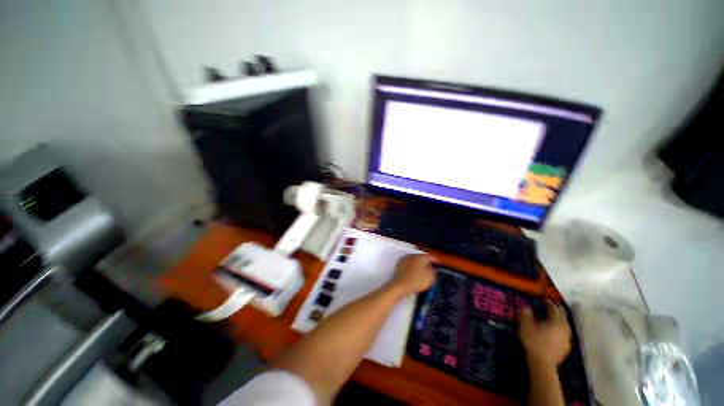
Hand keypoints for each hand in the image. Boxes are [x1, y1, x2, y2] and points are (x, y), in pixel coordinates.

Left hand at [389, 254, 436, 294]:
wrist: (400, 285)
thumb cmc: (417, 281)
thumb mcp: (430, 277)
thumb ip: (434, 271)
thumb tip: (433, 268)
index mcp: (421, 257)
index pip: (430, 256)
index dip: (435, 261)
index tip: (438, 266)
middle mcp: (413, 255)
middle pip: (422, 257)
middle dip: (426, 262)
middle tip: (430, 269)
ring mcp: (405, 259)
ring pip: (415, 260)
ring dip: (419, 264)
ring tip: (422, 272)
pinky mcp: (399, 264)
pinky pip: (409, 264)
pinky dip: (412, 267)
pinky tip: (413, 273)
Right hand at [518, 300, 570, 366]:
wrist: (543, 363)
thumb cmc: (534, 341)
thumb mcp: (526, 325)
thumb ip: (525, 313)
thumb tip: (526, 305)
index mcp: (556, 321)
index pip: (553, 308)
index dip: (548, 302)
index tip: (542, 298)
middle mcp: (564, 327)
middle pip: (562, 315)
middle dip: (556, 309)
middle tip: (549, 304)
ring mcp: (567, 338)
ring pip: (565, 324)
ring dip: (559, 318)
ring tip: (552, 316)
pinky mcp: (566, 346)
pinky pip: (564, 332)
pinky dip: (559, 327)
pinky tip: (554, 330)